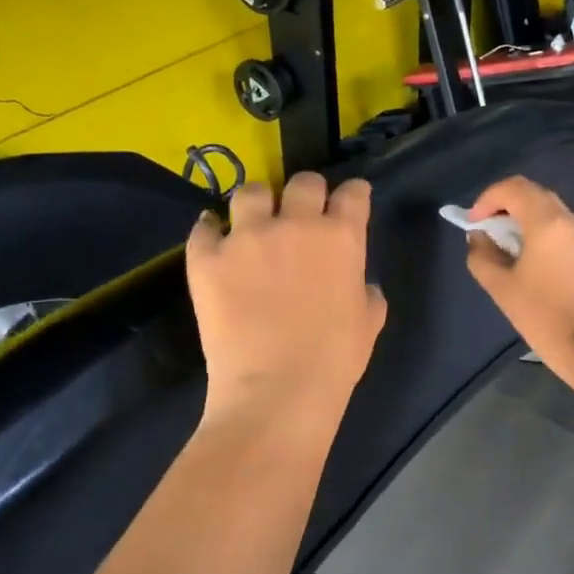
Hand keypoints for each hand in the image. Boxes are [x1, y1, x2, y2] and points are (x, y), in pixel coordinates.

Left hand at [187, 173, 386, 430]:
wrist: (276, 391)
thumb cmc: (334, 361)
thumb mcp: (368, 324)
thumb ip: (366, 292)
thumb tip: (360, 284)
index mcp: (341, 237)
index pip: (353, 193)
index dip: (353, 195)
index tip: (350, 202)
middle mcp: (295, 223)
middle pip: (303, 182)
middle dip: (306, 194)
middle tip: (300, 215)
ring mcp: (247, 237)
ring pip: (250, 192)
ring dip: (257, 204)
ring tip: (253, 224)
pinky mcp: (207, 257)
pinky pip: (204, 227)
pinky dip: (211, 231)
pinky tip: (215, 243)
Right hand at [464, 176, 573, 369]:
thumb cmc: (542, 315)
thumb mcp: (501, 287)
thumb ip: (482, 256)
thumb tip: (479, 238)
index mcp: (547, 223)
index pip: (514, 188)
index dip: (488, 198)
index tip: (474, 222)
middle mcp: (569, 220)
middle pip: (533, 194)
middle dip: (504, 204)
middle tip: (485, 228)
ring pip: (548, 209)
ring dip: (521, 217)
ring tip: (502, 243)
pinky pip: (558, 227)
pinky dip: (537, 229)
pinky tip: (524, 255)